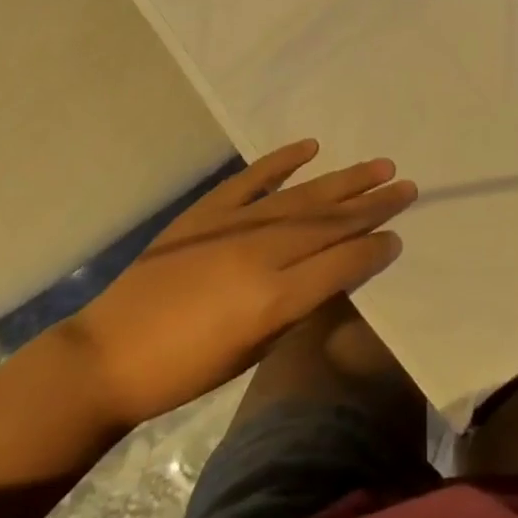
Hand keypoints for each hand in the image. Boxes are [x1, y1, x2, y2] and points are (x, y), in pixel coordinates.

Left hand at [67, 140, 414, 425]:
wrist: (111, 354)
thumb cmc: (187, 370)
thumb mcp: (253, 351)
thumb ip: (298, 306)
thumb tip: (335, 272)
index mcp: (276, 297)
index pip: (343, 262)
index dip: (374, 248)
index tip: (398, 235)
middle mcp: (263, 252)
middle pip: (331, 222)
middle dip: (373, 204)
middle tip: (406, 186)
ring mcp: (235, 224)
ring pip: (304, 196)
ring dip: (345, 179)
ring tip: (379, 165)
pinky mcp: (209, 209)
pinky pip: (254, 177)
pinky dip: (283, 160)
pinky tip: (311, 147)